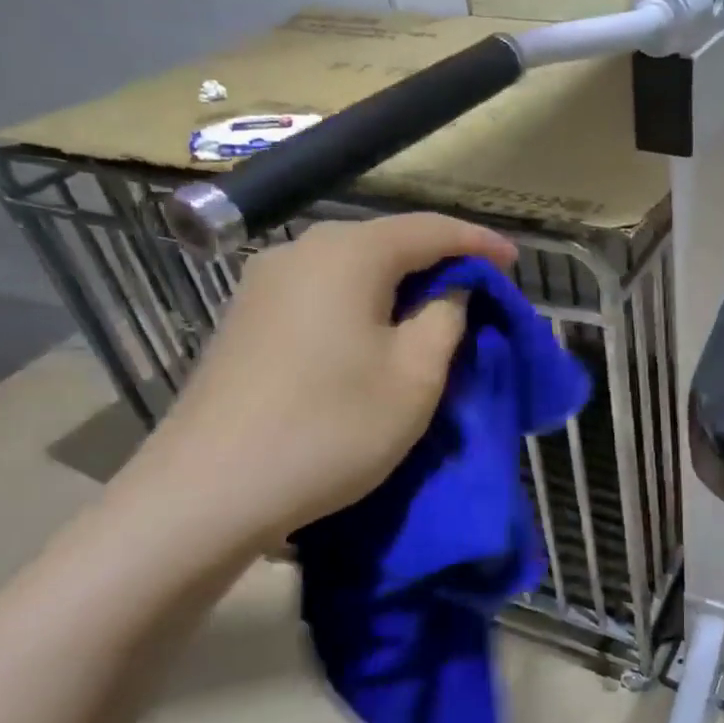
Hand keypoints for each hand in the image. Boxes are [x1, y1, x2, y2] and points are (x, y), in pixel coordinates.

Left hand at [127, 214, 514, 553]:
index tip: (516, 263)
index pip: (430, 229)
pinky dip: (362, 302)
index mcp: (348, 253)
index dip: (479, 243)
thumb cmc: (331, 427)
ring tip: (433, 314)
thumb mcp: (415, 375)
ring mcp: (263, 284)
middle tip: (479, 293)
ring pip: (352, 267)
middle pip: (387, 242)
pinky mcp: (246, 319)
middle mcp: (301, 251)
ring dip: (399, 285)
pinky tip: (375, 332)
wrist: (206, 492)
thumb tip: (451, 289)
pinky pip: (322, 291)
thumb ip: (447, 318)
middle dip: (439, 262)